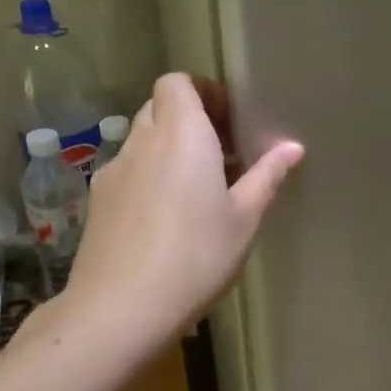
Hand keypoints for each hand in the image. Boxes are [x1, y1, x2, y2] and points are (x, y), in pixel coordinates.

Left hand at [64, 73, 302, 350]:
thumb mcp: (244, 220)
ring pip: (141, 142)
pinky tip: (164, 220)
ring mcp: (112, 172)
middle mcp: (141, 142)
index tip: (228, 122)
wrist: (121, 308)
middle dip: (188, 121)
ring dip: (167, 151)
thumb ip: (266, 177)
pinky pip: (127, 173)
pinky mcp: (97, 203)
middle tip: (220, 155)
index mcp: (181, 135)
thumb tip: (292, 147)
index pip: (177, 82)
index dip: (202, 92)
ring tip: (195, 190)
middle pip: (159, 108)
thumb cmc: (196, 257)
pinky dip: (148, 178)